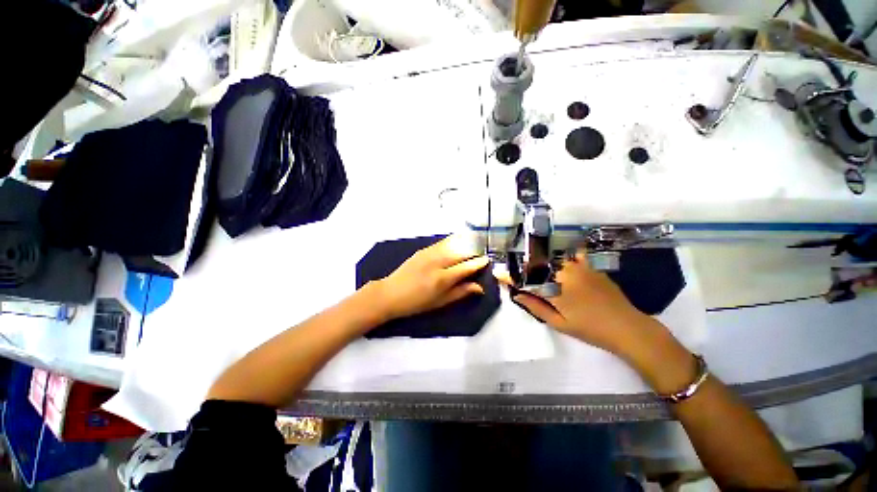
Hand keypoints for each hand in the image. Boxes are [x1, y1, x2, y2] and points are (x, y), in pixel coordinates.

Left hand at [370, 235, 488, 320]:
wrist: (391, 293)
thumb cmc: (417, 303)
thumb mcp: (441, 302)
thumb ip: (461, 292)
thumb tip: (480, 287)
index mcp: (442, 279)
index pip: (467, 266)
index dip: (479, 263)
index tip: (487, 260)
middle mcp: (437, 262)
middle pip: (462, 252)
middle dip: (474, 251)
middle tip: (481, 254)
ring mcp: (429, 253)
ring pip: (453, 244)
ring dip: (465, 244)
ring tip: (474, 246)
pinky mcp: (423, 249)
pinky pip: (443, 243)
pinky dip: (453, 242)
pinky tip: (458, 243)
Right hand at [510, 251, 662, 359]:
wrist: (627, 327)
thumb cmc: (590, 329)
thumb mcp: (560, 324)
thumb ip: (537, 308)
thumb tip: (517, 296)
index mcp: (554, 290)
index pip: (526, 281)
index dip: (510, 277)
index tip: (498, 274)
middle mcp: (563, 274)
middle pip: (538, 267)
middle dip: (524, 269)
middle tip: (517, 272)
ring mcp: (579, 268)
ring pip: (553, 259)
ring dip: (542, 262)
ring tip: (535, 265)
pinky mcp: (591, 267)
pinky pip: (576, 254)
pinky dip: (568, 254)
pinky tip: (564, 257)